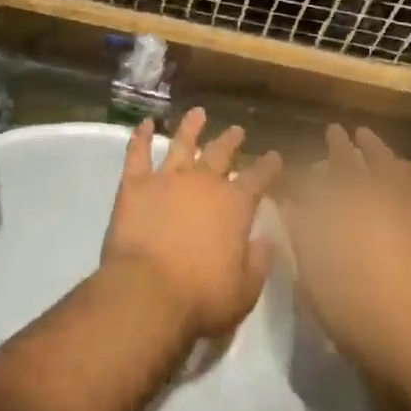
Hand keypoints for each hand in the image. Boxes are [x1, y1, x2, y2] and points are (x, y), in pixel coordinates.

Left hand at [102, 108, 282, 343]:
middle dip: (231, 141)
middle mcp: (203, 182)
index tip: (274, 155)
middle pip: (220, 154)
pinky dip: (141, 136)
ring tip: (197, 113)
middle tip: (237, 130)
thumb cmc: (202, 297)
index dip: (268, 166)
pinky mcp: (135, 184)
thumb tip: (268, 237)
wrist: (148, 292)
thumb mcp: (245, 289)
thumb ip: (258, 260)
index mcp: (234, 205)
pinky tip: (144, 123)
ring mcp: (167, 179)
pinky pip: (138, 153)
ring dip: (191, 127)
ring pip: (181, 144)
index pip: (258, 178)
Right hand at [281, 125, 410, 388]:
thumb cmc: (358, 313)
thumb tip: (289, 201)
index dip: (335, 144)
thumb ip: (300, 232)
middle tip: (355, 133)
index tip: (331, 130)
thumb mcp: (314, 276)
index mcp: (353, 203)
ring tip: (385, 153)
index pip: (341, 161)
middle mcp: (388, 196)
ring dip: (391, 159)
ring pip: (405, 172)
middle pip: (374, 160)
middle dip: (362, 144)